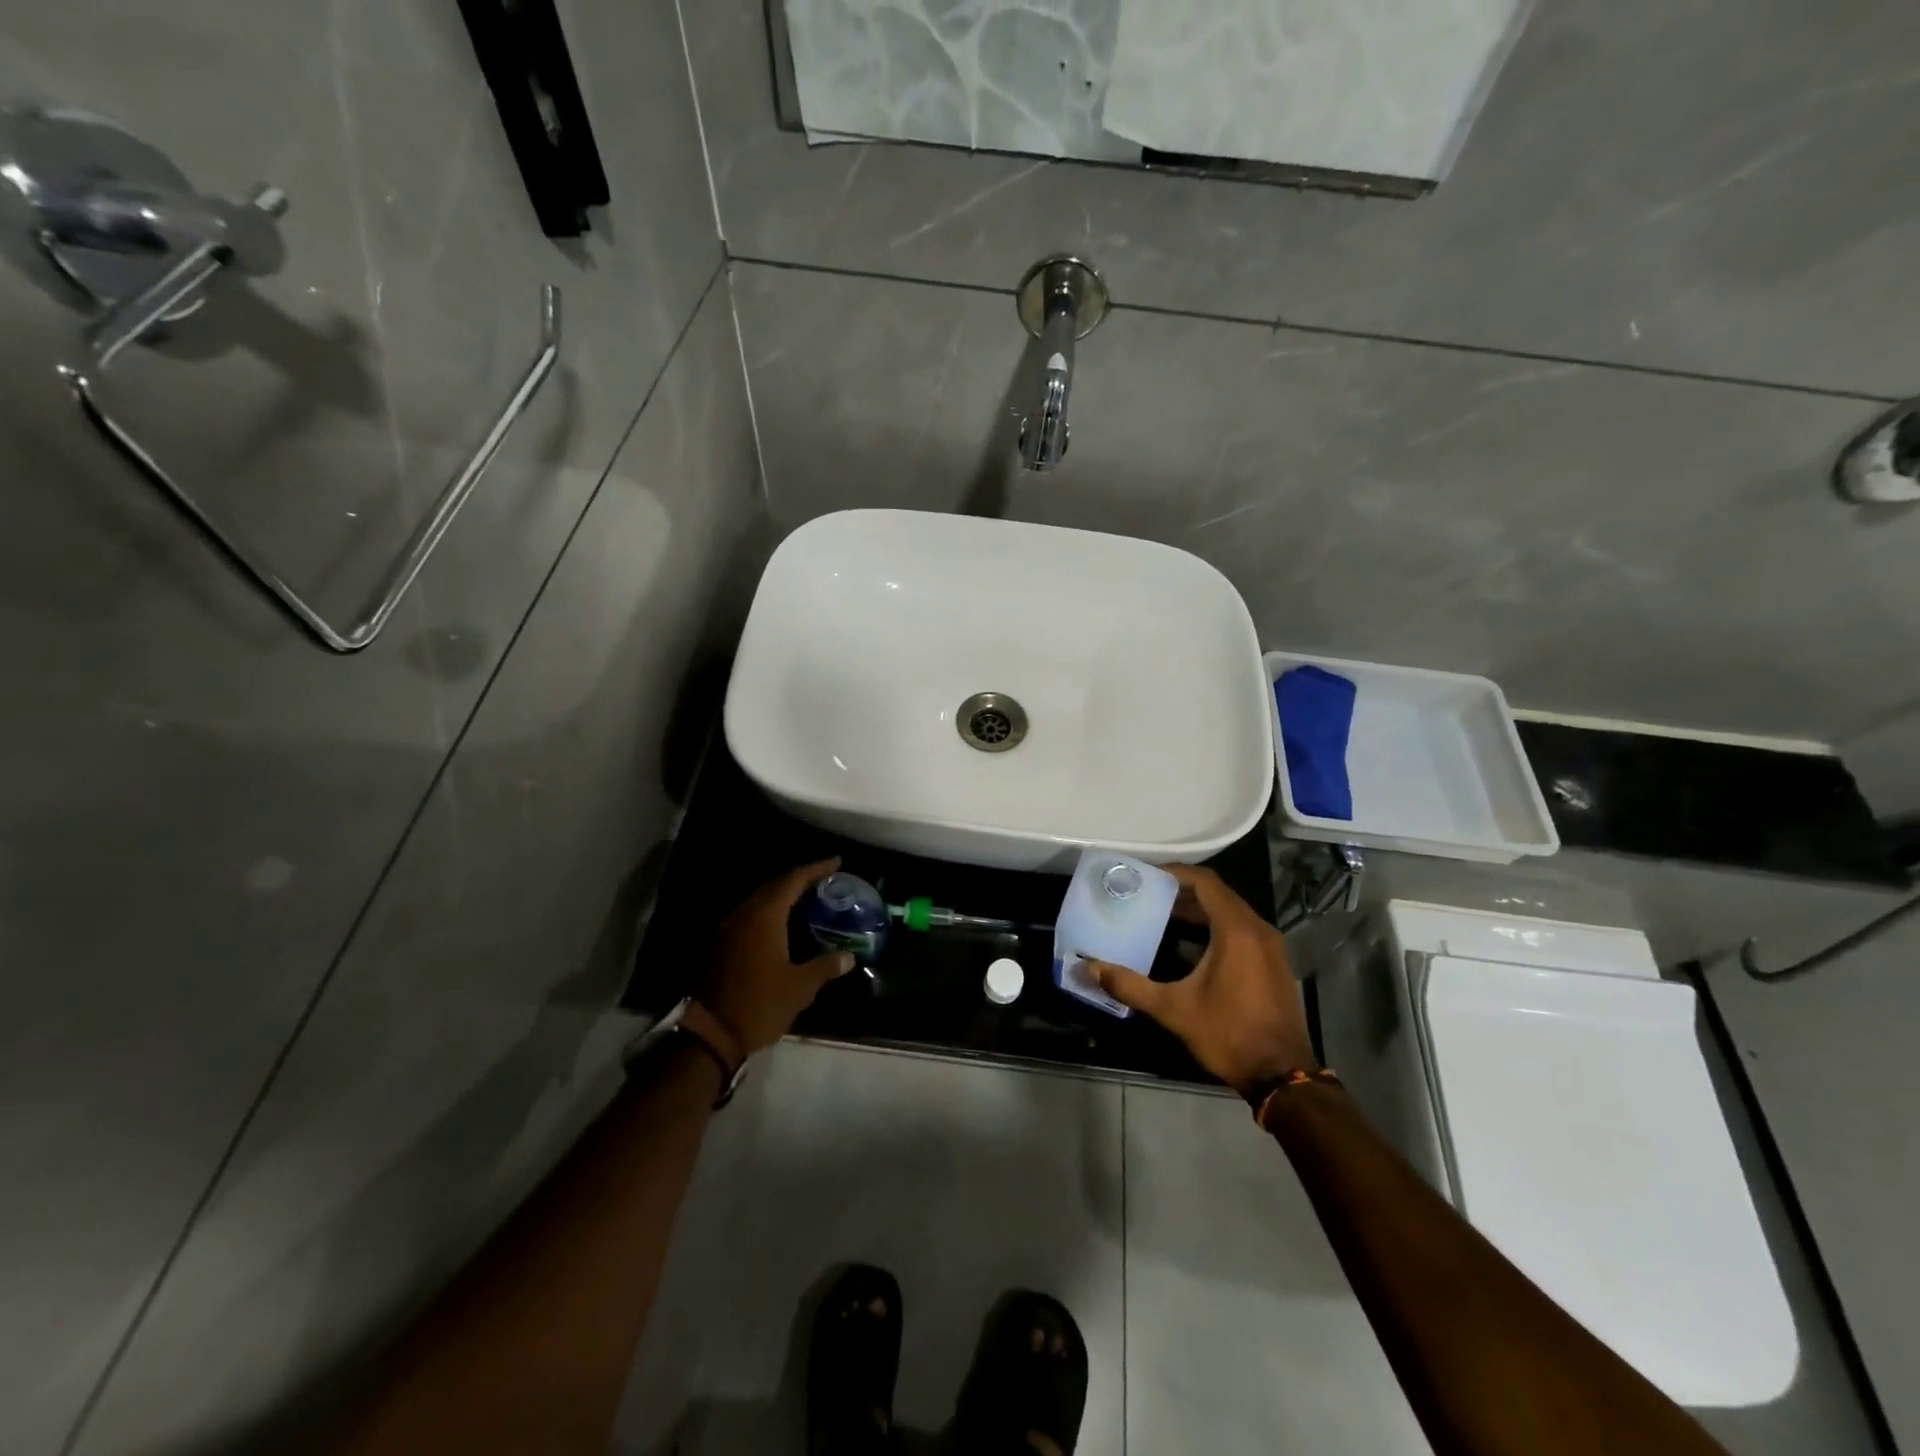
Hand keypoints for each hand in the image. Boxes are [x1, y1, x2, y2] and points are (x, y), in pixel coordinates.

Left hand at [697, 858, 853, 1055]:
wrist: (711, 1034)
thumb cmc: (760, 1004)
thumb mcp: (800, 987)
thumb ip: (825, 966)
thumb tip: (848, 956)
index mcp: (764, 917)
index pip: (793, 881)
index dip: (815, 869)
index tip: (836, 862)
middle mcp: (744, 915)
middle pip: (774, 886)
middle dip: (800, 879)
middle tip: (825, 879)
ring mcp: (730, 930)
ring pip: (760, 900)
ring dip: (784, 895)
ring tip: (809, 897)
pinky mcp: (723, 946)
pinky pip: (752, 916)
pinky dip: (771, 911)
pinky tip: (785, 923)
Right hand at [1087, 864, 1316, 1094]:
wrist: (1282, 1075)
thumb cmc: (1228, 1034)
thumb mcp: (1173, 1009)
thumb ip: (1129, 984)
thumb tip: (1088, 968)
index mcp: (1236, 931)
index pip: (1205, 882)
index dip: (1175, 873)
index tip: (1145, 876)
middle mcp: (1257, 930)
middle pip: (1217, 894)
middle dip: (1181, 892)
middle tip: (1146, 895)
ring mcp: (1270, 947)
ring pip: (1230, 912)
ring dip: (1198, 910)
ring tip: (1161, 916)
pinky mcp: (1273, 963)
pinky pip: (1241, 930)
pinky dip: (1214, 927)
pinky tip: (1189, 945)